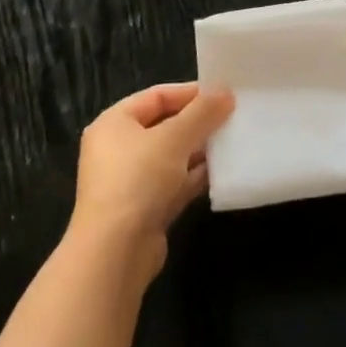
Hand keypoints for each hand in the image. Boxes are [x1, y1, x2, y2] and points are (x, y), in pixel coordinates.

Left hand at [70, 82, 233, 279]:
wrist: (115, 255)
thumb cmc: (138, 180)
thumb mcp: (174, 138)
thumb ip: (202, 112)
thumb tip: (225, 91)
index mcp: (114, 123)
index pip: (156, 96)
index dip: (189, 93)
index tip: (222, 93)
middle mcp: (118, 149)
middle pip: (164, 126)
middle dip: (197, 122)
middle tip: (231, 116)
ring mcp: (130, 182)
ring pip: (171, 156)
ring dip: (199, 150)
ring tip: (231, 141)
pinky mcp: (144, 210)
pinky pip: (174, 183)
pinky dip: (194, 176)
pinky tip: (222, 171)